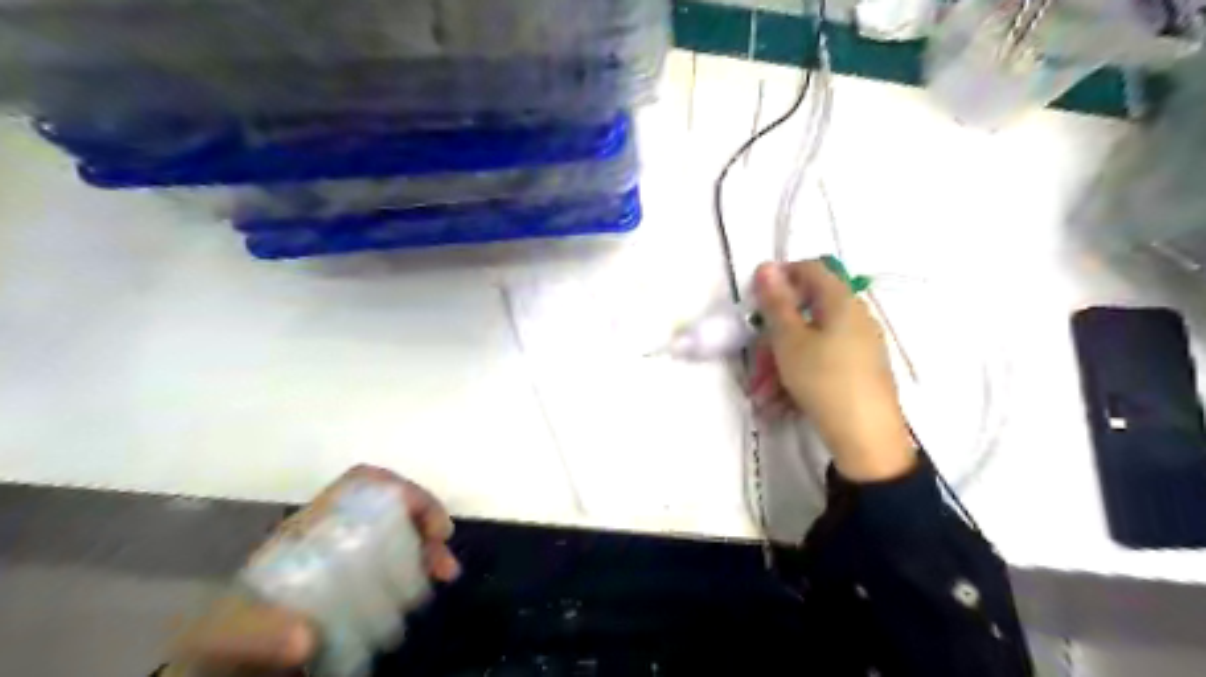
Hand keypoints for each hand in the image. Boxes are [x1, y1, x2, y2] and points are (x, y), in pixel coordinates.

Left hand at [165, 465, 457, 676]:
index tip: (425, 520)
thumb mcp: (231, 634)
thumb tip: (307, 639)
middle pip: (391, 506)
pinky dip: (420, 568)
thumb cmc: (227, 638)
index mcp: (309, 527)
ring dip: (429, 546)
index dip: (400, 490)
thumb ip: (262, 632)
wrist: (225, 663)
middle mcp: (335, 532)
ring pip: (401, 532)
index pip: (362, 485)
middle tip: (443, 555)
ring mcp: (348, 557)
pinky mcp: (356, 584)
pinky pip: (398, 562)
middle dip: (425, 521)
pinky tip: (428, 586)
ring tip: (446, 573)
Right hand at [747, 256, 914, 484]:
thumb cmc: (823, 380)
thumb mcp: (789, 340)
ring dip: (779, 364)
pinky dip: (797, 377)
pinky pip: (821, 363)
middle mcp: (854, 318)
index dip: (781, 277)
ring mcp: (859, 347)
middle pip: (805, 313)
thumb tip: (766, 265)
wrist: (867, 439)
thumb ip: (776, 303)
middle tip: (754, 363)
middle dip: (773, 337)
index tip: (755, 301)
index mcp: (841, 302)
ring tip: (762, 396)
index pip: (811, 269)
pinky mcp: (858, 372)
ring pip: (809, 343)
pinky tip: (779, 404)